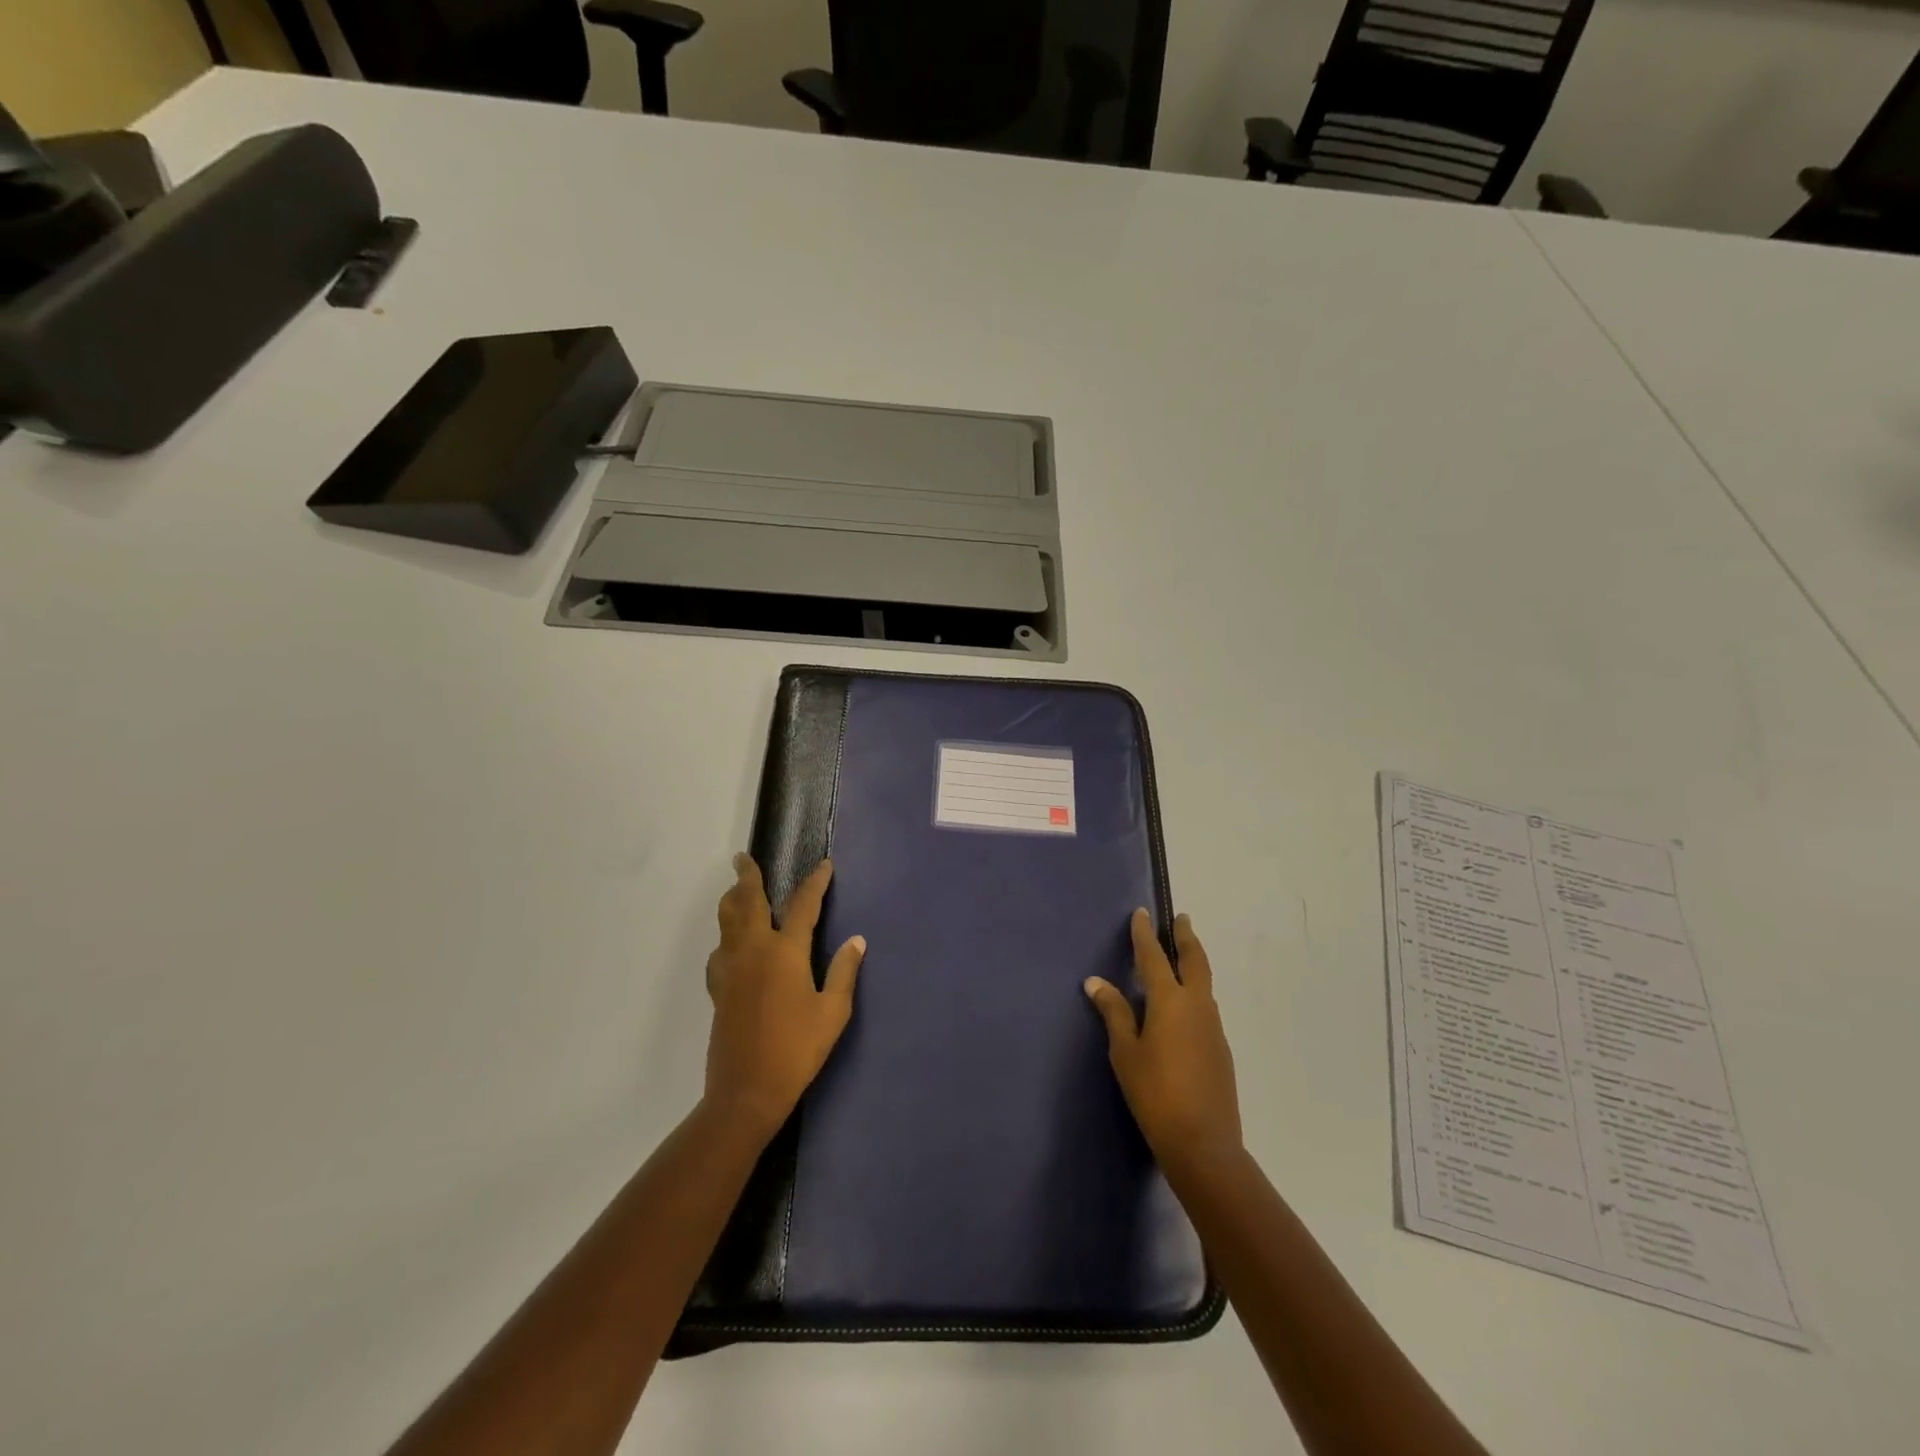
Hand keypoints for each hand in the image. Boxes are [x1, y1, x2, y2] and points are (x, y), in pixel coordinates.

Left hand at [703, 855, 864, 1141]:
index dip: (815, 882)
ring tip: (738, 890)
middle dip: (747, 876)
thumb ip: (843, 972)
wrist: (746, 1091)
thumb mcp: (832, 1012)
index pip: (802, 905)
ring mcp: (731, 969)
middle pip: (747, 901)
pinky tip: (732, 945)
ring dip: (733, 900)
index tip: (824, 865)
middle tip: (743, 858)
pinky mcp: (718, 989)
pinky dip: (726, 936)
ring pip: (726, 921)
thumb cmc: (797, 1049)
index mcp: (785, 952)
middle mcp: (754, 950)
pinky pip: (720, 949)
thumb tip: (856, 941)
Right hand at [1084, 910, 1241, 1169]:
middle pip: (1194, 961)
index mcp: (1170, 1001)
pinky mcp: (1220, 1048)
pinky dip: (1195, 990)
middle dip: (1185, 937)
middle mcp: (1197, 1005)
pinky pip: (1206, 1006)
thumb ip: (1114, 1013)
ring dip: (1194, 963)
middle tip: (1180, 919)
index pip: (1154, 957)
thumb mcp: (1125, 1052)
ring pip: (1204, 983)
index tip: (1142, 913)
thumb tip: (1096, 981)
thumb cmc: (1154, 1093)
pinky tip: (1184, 1005)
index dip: (1145, 934)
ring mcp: (1213, 1027)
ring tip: (1181, 956)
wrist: (1203, 1143)